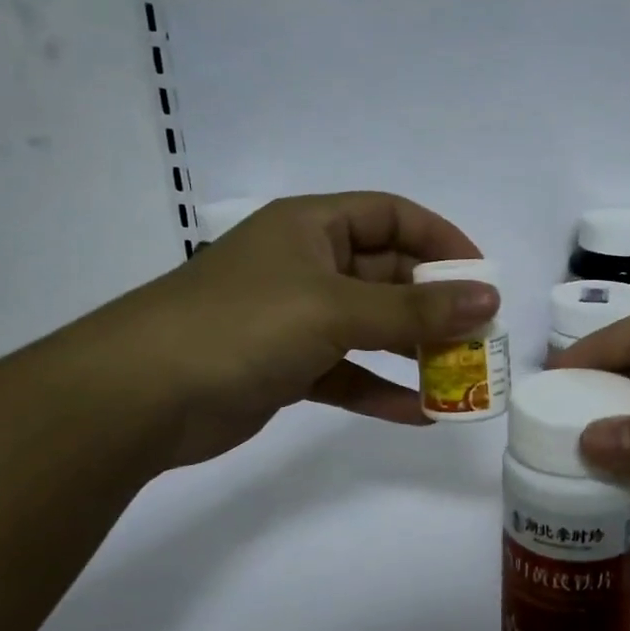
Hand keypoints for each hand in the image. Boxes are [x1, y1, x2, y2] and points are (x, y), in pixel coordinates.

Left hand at [60, 193, 497, 467]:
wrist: (140, 397)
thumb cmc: (242, 327)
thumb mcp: (335, 309)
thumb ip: (415, 309)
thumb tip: (490, 299)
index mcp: (311, 227)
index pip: (392, 216)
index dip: (441, 240)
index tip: (482, 278)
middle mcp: (306, 265)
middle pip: (387, 275)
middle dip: (434, 305)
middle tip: (479, 338)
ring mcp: (294, 319)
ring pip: (371, 328)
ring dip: (414, 352)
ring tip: (460, 378)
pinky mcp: (286, 367)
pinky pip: (348, 373)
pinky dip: (380, 390)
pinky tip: (419, 414)